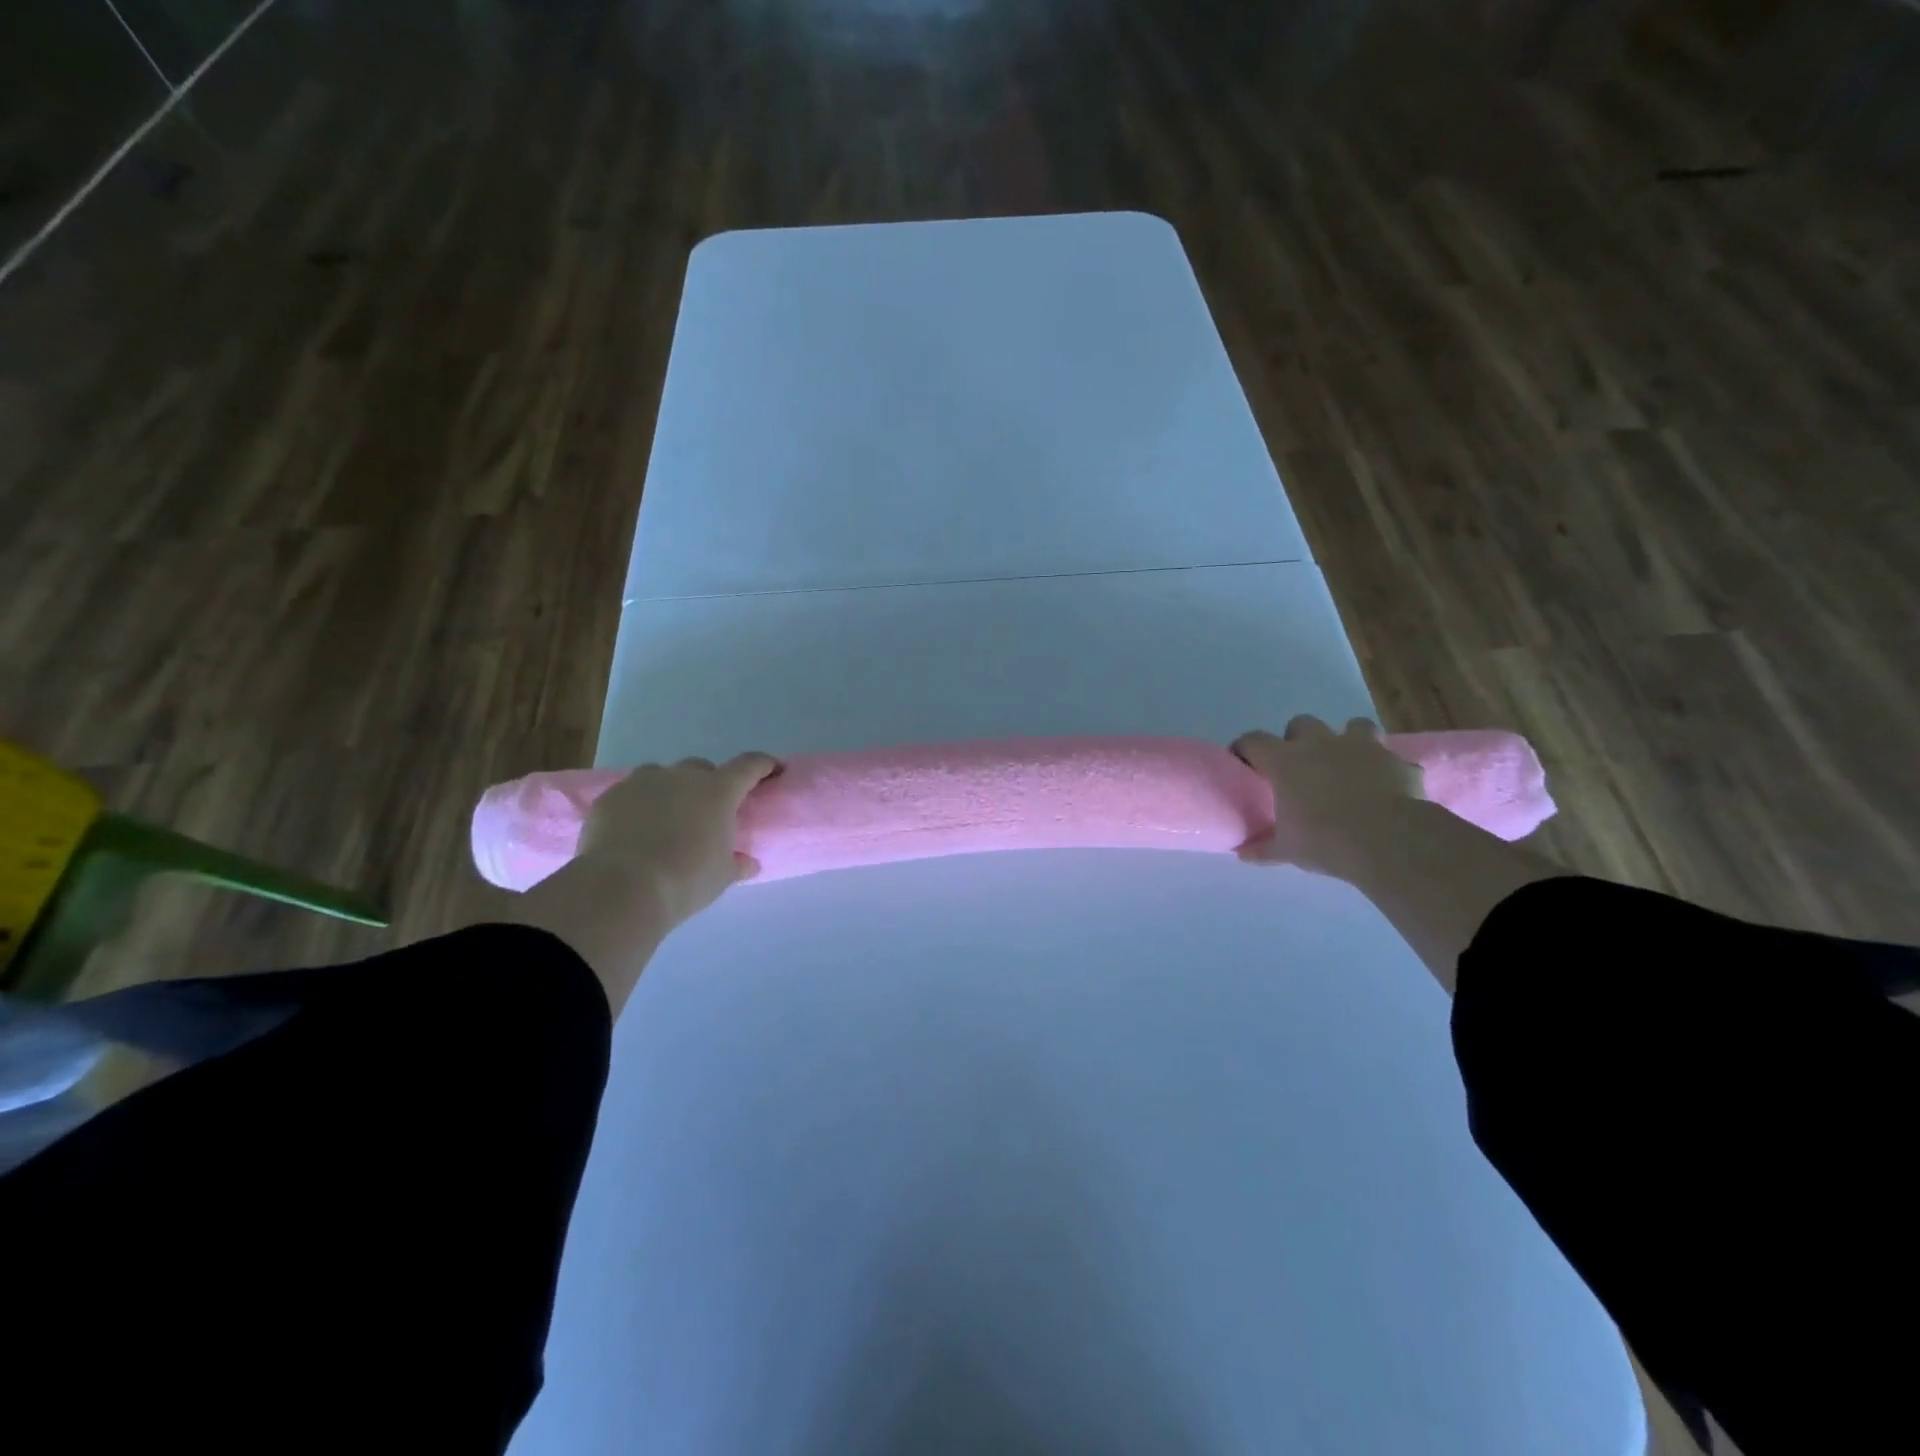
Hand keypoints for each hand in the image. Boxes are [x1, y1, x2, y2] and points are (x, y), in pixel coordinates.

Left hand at [576, 752, 781, 929]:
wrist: (622, 888)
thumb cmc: (686, 880)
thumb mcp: (722, 876)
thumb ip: (737, 863)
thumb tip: (748, 863)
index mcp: (718, 791)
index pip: (749, 766)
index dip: (764, 765)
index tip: (773, 769)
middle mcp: (682, 777)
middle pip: (702, 768)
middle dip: (709, 784)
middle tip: (708, 811)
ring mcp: (643, 782)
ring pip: (662, 776)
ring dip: (670, 790)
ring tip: (667, 819)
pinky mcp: (611, 796)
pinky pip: (631, 793)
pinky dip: (638, 805)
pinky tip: (634, 830)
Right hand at [1231, 716, 1426, 876]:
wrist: (1388, 841)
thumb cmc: (1325, 841)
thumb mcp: (1286, 850)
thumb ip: (1263, 848)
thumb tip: (1242, 854)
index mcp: (1285, 761)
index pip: (1253, 741)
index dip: (1245, 748)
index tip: (1243, 761)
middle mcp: (1320, 744)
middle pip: (1301, 723)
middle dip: (1298, 739)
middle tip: (1299, 765)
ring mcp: (1362, 747)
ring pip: (1353, 726)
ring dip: (1348, 741)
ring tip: (1347, 765)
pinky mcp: (1396, 761)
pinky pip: (1390, 757)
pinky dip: (1386, 768)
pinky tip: (1385, 785)